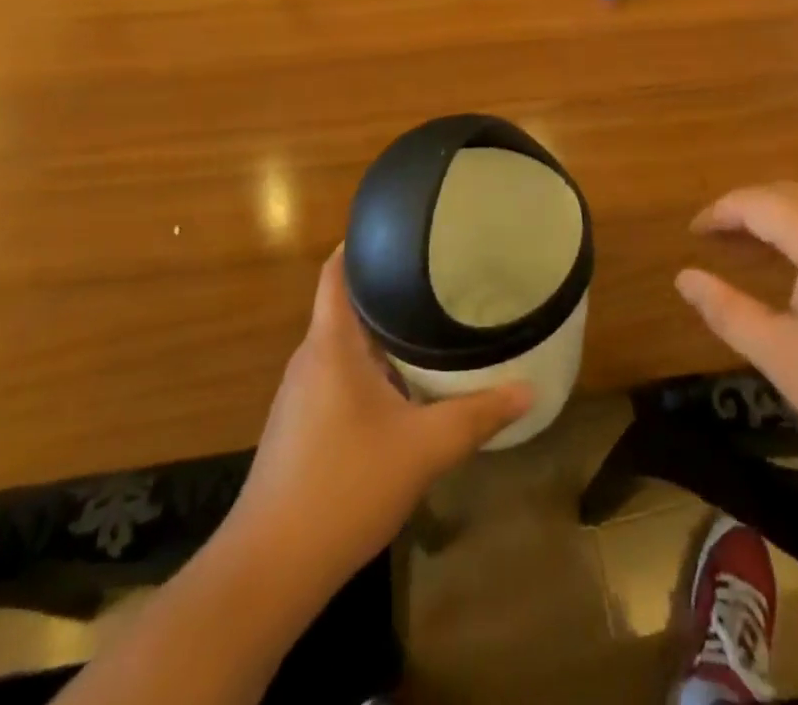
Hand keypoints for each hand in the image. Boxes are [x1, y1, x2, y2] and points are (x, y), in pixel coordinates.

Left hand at [231, 248, 531, 586]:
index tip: (403, 228)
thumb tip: (529, 390)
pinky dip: (371, 368)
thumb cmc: (344, 487)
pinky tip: (404, 387)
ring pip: (345, 345)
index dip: (362, 243)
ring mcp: (301, 394)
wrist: (269, 569)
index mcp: (331, 343)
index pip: (336, 270)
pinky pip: (339, 376)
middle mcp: (311, 358)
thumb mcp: (423, 449)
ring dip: (382, 334)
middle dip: (389, 289)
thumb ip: (477, 415)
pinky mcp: (300, 426)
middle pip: (347, 304)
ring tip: (430, 324)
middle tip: (438, 276)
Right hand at [675, 183, 797, 483]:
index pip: (757, 202)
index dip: (719, 213)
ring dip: (780, 221)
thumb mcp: (782, 355)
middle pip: (789, 195)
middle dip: (747, 211)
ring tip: (748, 252)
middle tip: (714, 240)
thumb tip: (684, 277)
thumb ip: (726, 310)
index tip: (692, 234)